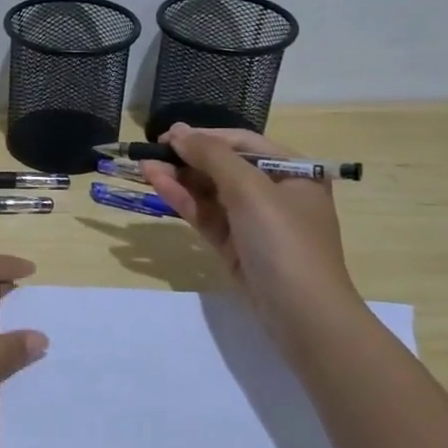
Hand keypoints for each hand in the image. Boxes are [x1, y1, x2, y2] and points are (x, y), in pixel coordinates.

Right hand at [141, 123, 360, 345]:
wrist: (302, 315)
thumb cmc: (284, 242)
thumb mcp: (251, 190)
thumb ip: (213, 157)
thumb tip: (179, 132)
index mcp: (293, 171)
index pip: (242, 143)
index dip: (204, 136)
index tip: (167, 135)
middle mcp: (275, 192)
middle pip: (224, 167)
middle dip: (187, 158)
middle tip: (150, 151)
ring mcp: (254, 222)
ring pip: (210, 192)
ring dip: (179, 178)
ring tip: (144, 166)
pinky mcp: (236, 247)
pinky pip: (207, 216)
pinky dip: (184, 201)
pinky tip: (159, 186)